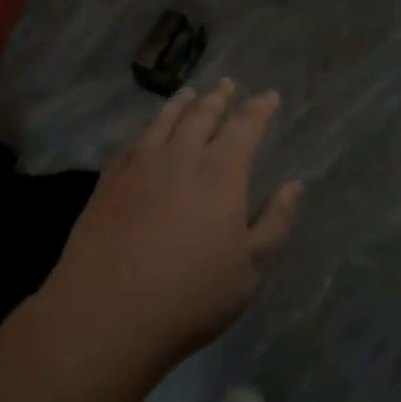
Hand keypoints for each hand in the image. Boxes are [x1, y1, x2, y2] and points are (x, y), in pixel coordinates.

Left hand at [43, 80, 300, 377]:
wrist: (105, 316)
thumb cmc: (190, 296)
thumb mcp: (250, 268)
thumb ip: (275, 222)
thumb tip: (294, 186)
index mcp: (220, 173)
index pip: (244, 126)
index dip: (258, 108)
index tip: (268, 96)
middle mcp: (180, 157)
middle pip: (202, 115)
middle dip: (219, 98)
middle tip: (227, 85)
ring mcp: (139, 167)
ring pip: (164, 122)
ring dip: (181, 104)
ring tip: (189, 93)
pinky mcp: (108, 183)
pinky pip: (132, 143)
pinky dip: (147, 129)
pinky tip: (147, 132)